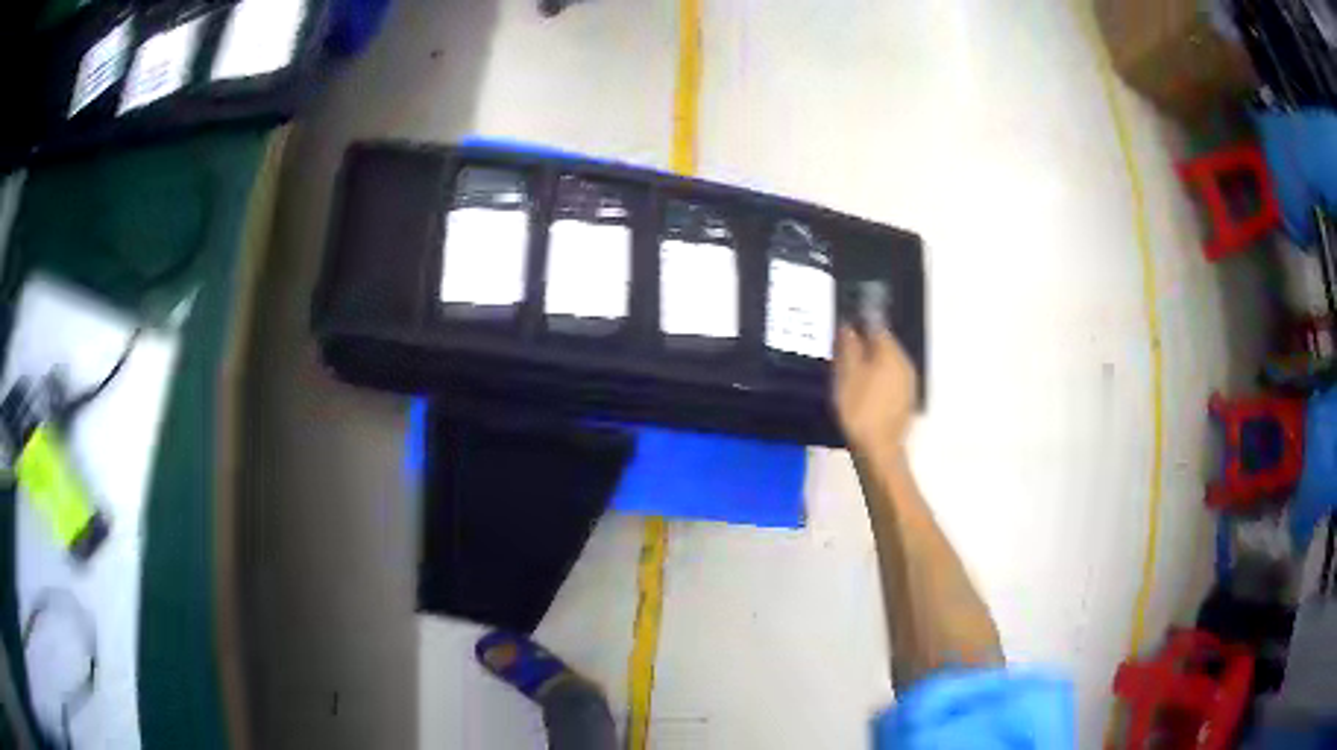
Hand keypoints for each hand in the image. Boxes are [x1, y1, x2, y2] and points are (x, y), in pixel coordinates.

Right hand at [833, 325, 917, 452]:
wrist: (878, 450)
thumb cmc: (859, 409)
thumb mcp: (847, 375)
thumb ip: (849, 347)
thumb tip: (850, 326)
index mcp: (891, 353)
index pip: (877, 328)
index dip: (860, 326)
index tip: (844, 331)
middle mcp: (905, 364)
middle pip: (885, 346)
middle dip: (867, 346)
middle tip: (845, 353)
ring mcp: (909, 384)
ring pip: (889, 364)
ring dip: (873, 364)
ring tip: (852, 374)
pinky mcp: (906, 401)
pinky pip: (891, 381)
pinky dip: (879, 380)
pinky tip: (865, 392)